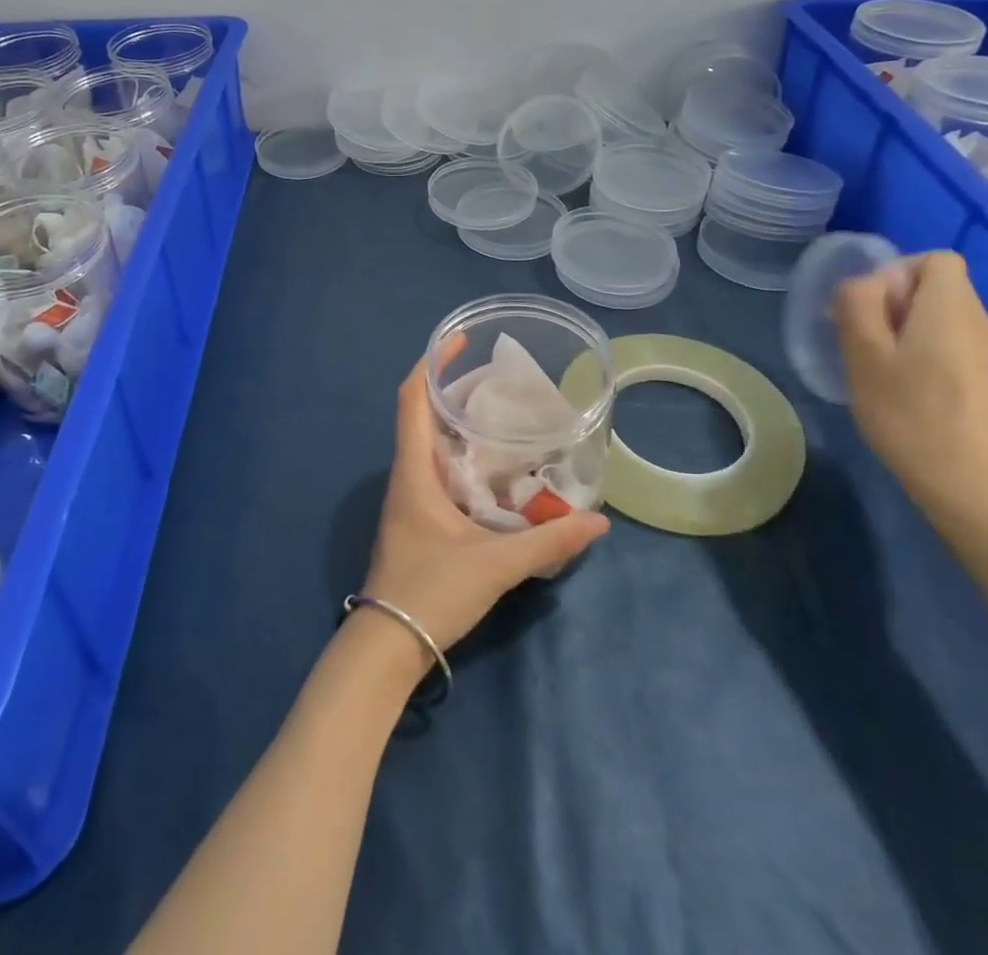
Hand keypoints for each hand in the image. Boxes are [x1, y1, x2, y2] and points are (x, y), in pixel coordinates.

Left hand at [359, 353, 609, 653]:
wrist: (387, 646)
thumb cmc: (430, 592)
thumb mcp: (495, 565)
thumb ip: (548, 541)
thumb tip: (599, 521)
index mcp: (414, 470)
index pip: (411, 400)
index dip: (430, 365)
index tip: (457, 341)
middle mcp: (407, 475)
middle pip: (422, 414)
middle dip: (453, 389)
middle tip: (498, 377)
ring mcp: (410, 498)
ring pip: (430, 443)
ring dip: (457, 422)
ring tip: (501, 411)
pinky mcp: (418, 519)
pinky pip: (438, 469)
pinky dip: (461, 454)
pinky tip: (494, 466)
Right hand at [834, 251, 987, 526]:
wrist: (969, 484)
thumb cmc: (908, 412)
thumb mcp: (864, 353)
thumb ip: (858, 304)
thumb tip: (863, 283)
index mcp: (951, 308)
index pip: (935, 258)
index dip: (895, 271)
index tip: (868, 307)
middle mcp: (978, 321)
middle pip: (935, 285)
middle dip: (892, 301)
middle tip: (861, 339)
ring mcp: (986, 352)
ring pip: (938, 316)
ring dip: (901, 328)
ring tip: (875, 365)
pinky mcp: (984, 379)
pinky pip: (947, 343)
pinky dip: (919, 351)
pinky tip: (900, 387)